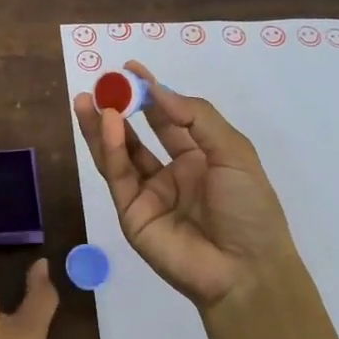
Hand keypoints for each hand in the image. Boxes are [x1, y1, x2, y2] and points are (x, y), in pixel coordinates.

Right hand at [72, 61, 295, 308]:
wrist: (245, 270)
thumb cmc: (249, 208)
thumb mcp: (233, 152)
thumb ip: (195, 117)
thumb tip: (158, 90)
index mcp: (199, 157)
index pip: (168, 119)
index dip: (150, 94)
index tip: (130, 68)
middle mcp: (171, 173)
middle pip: (137, 135)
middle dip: (118, 108)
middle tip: (101, 83)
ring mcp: (148, 194)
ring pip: (119, 154)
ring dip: (103, 127)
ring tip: (88, 100)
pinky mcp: (131, 213)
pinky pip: (118, 175)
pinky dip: (111, 149)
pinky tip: (108, 124)